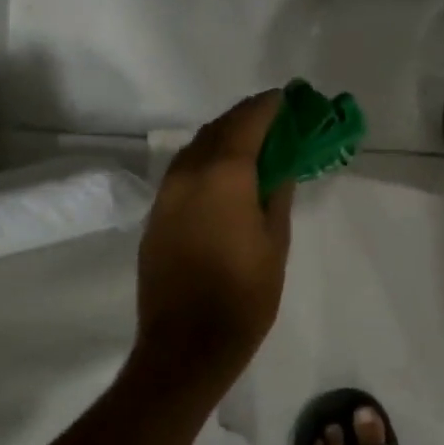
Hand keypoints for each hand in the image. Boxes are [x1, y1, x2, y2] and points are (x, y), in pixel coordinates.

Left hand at [135, 90, 292, 373]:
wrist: (187, 345)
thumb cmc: (245, 295)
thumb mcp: (275, 242)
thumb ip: (277, 194)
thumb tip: (279, 166)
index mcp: (223, 176)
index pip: (247, 123)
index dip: (268, 106)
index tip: (288, 99)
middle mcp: (188, 175)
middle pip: (217, 129)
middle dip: (246, 117)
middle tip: (274, 118)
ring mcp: (166, 196)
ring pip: (195, 148)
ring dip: (223, 137)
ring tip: (252, 144)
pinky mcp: (156, 217)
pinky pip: (183, 172)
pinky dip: (206, 161)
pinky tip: (225, 176)